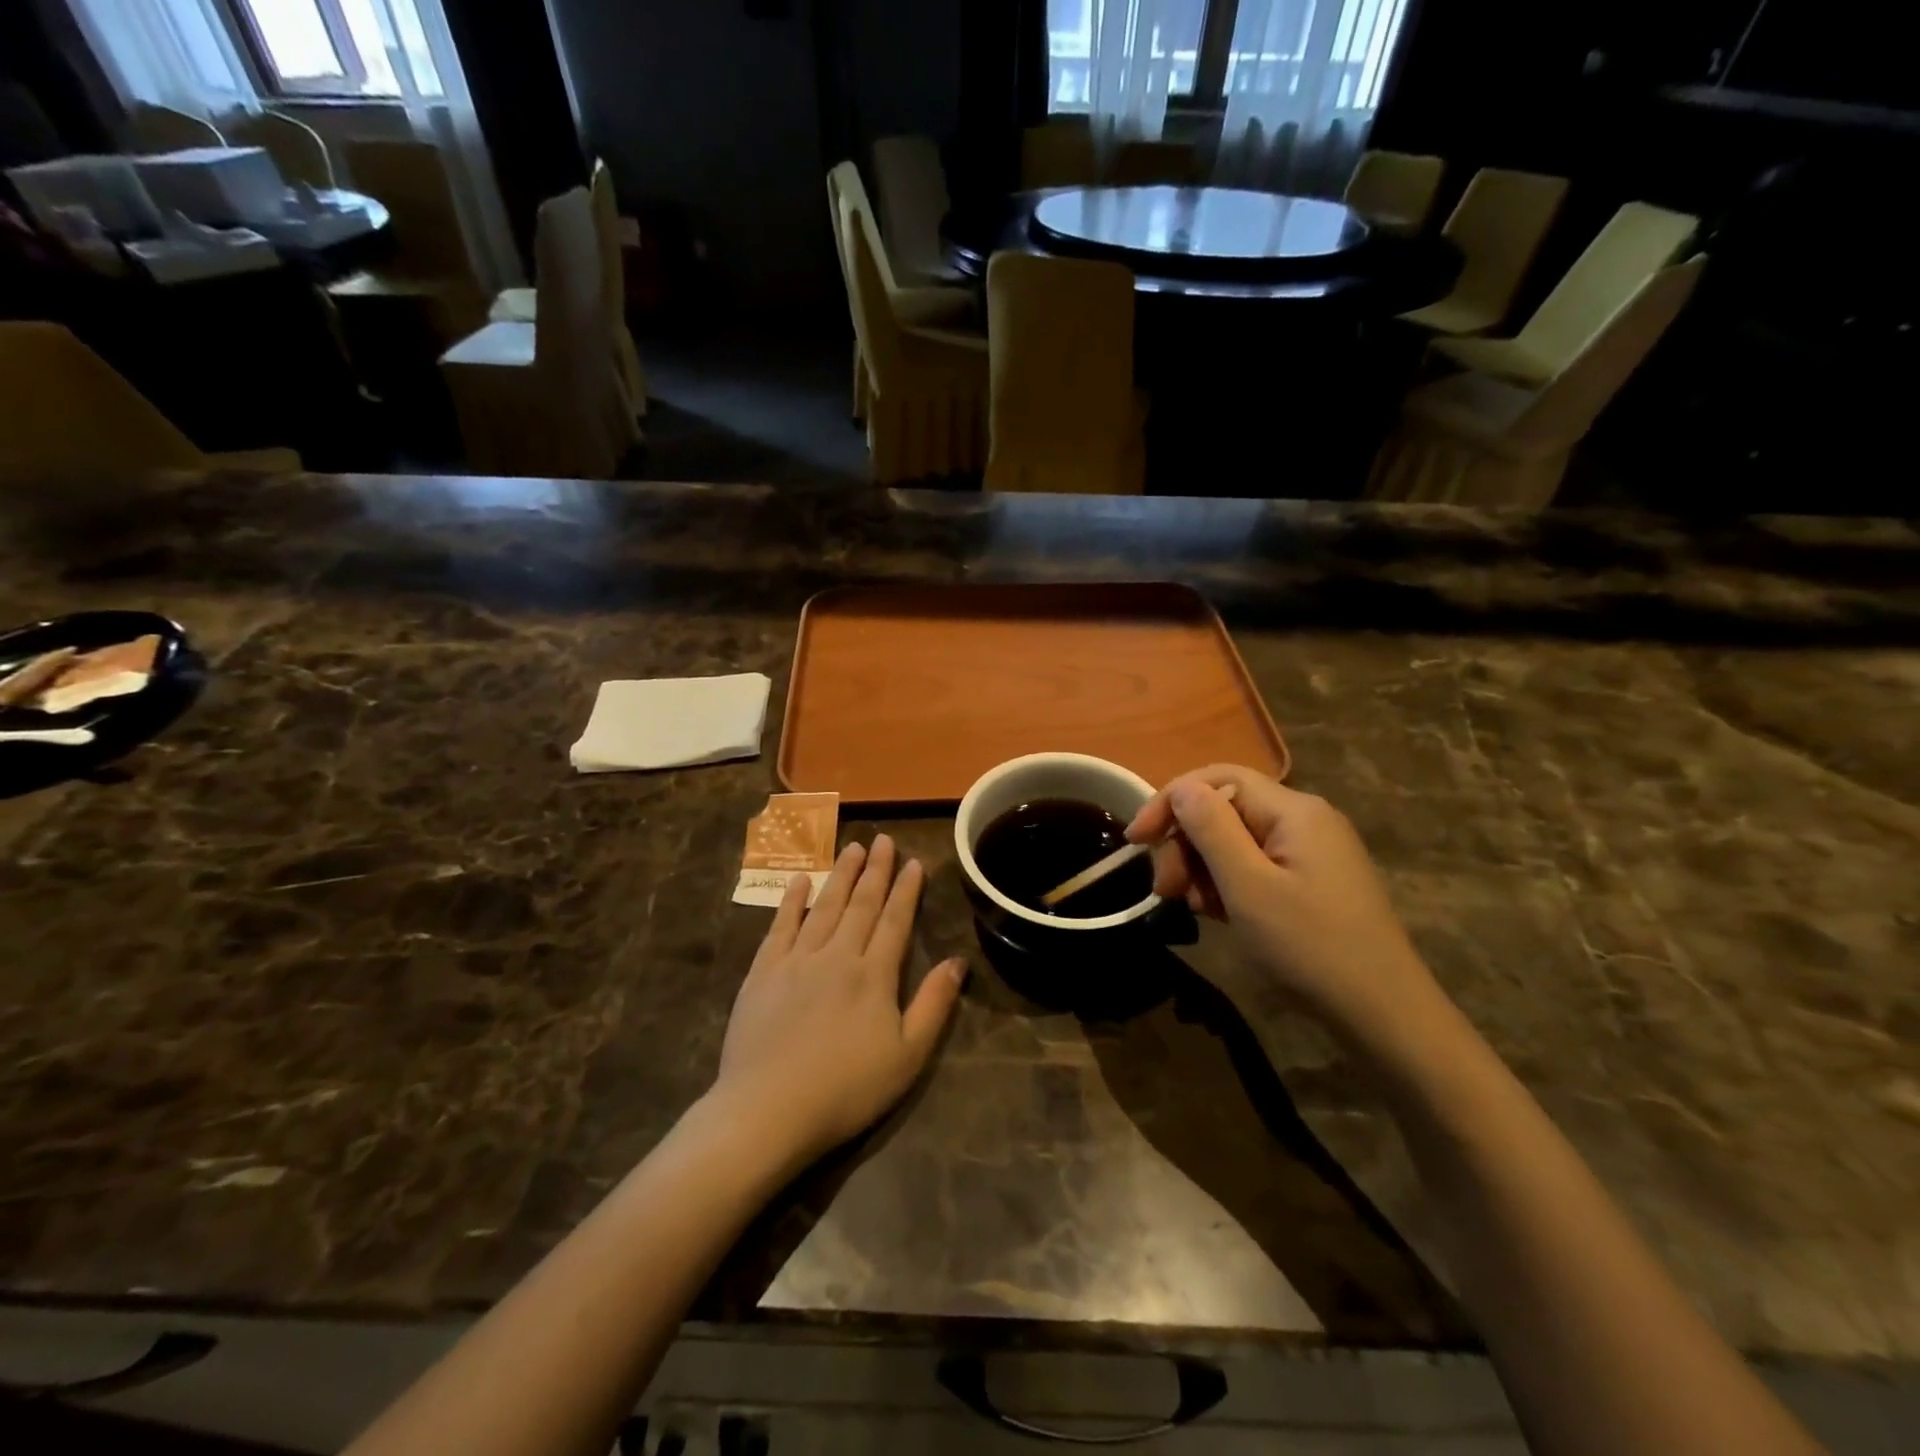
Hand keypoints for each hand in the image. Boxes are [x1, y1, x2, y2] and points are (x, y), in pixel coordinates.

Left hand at [713, 835, 964, 1167]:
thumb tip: (957, 961)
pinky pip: (781, 926)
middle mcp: (837, 955)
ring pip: (825, 907)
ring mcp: (797, 960)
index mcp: (874, 975)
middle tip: (882, 839)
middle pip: (861, 904)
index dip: (906, 890)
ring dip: (841, 875)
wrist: (768, 1110)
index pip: (895, 920)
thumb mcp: (907, 1057)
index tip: (913, 861)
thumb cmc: (846, 1090)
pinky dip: (792, 900)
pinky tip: (801, 880)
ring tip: (852, 848)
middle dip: (875, 870)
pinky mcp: (763, 972)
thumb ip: (933, 1005)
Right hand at [1126, 765, 1435, 1042]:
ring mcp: (1310, 853)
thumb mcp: (1248, 886)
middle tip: (1167, 890)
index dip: (1170, 802)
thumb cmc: (1310, 946)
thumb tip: (1182, 789)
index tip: (1136, 841)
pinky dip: (1229, 885)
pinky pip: (1255, 867)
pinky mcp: (1311, 882)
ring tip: (1195, 909)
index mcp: (1293, 810)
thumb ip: (1211, 829)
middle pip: (1224, 810)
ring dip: (1203, 869)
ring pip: (1235, 841)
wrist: (1384, 1015)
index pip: (1217, 779)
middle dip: (1186, 844)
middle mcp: (1304, 820)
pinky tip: (1220, 915)